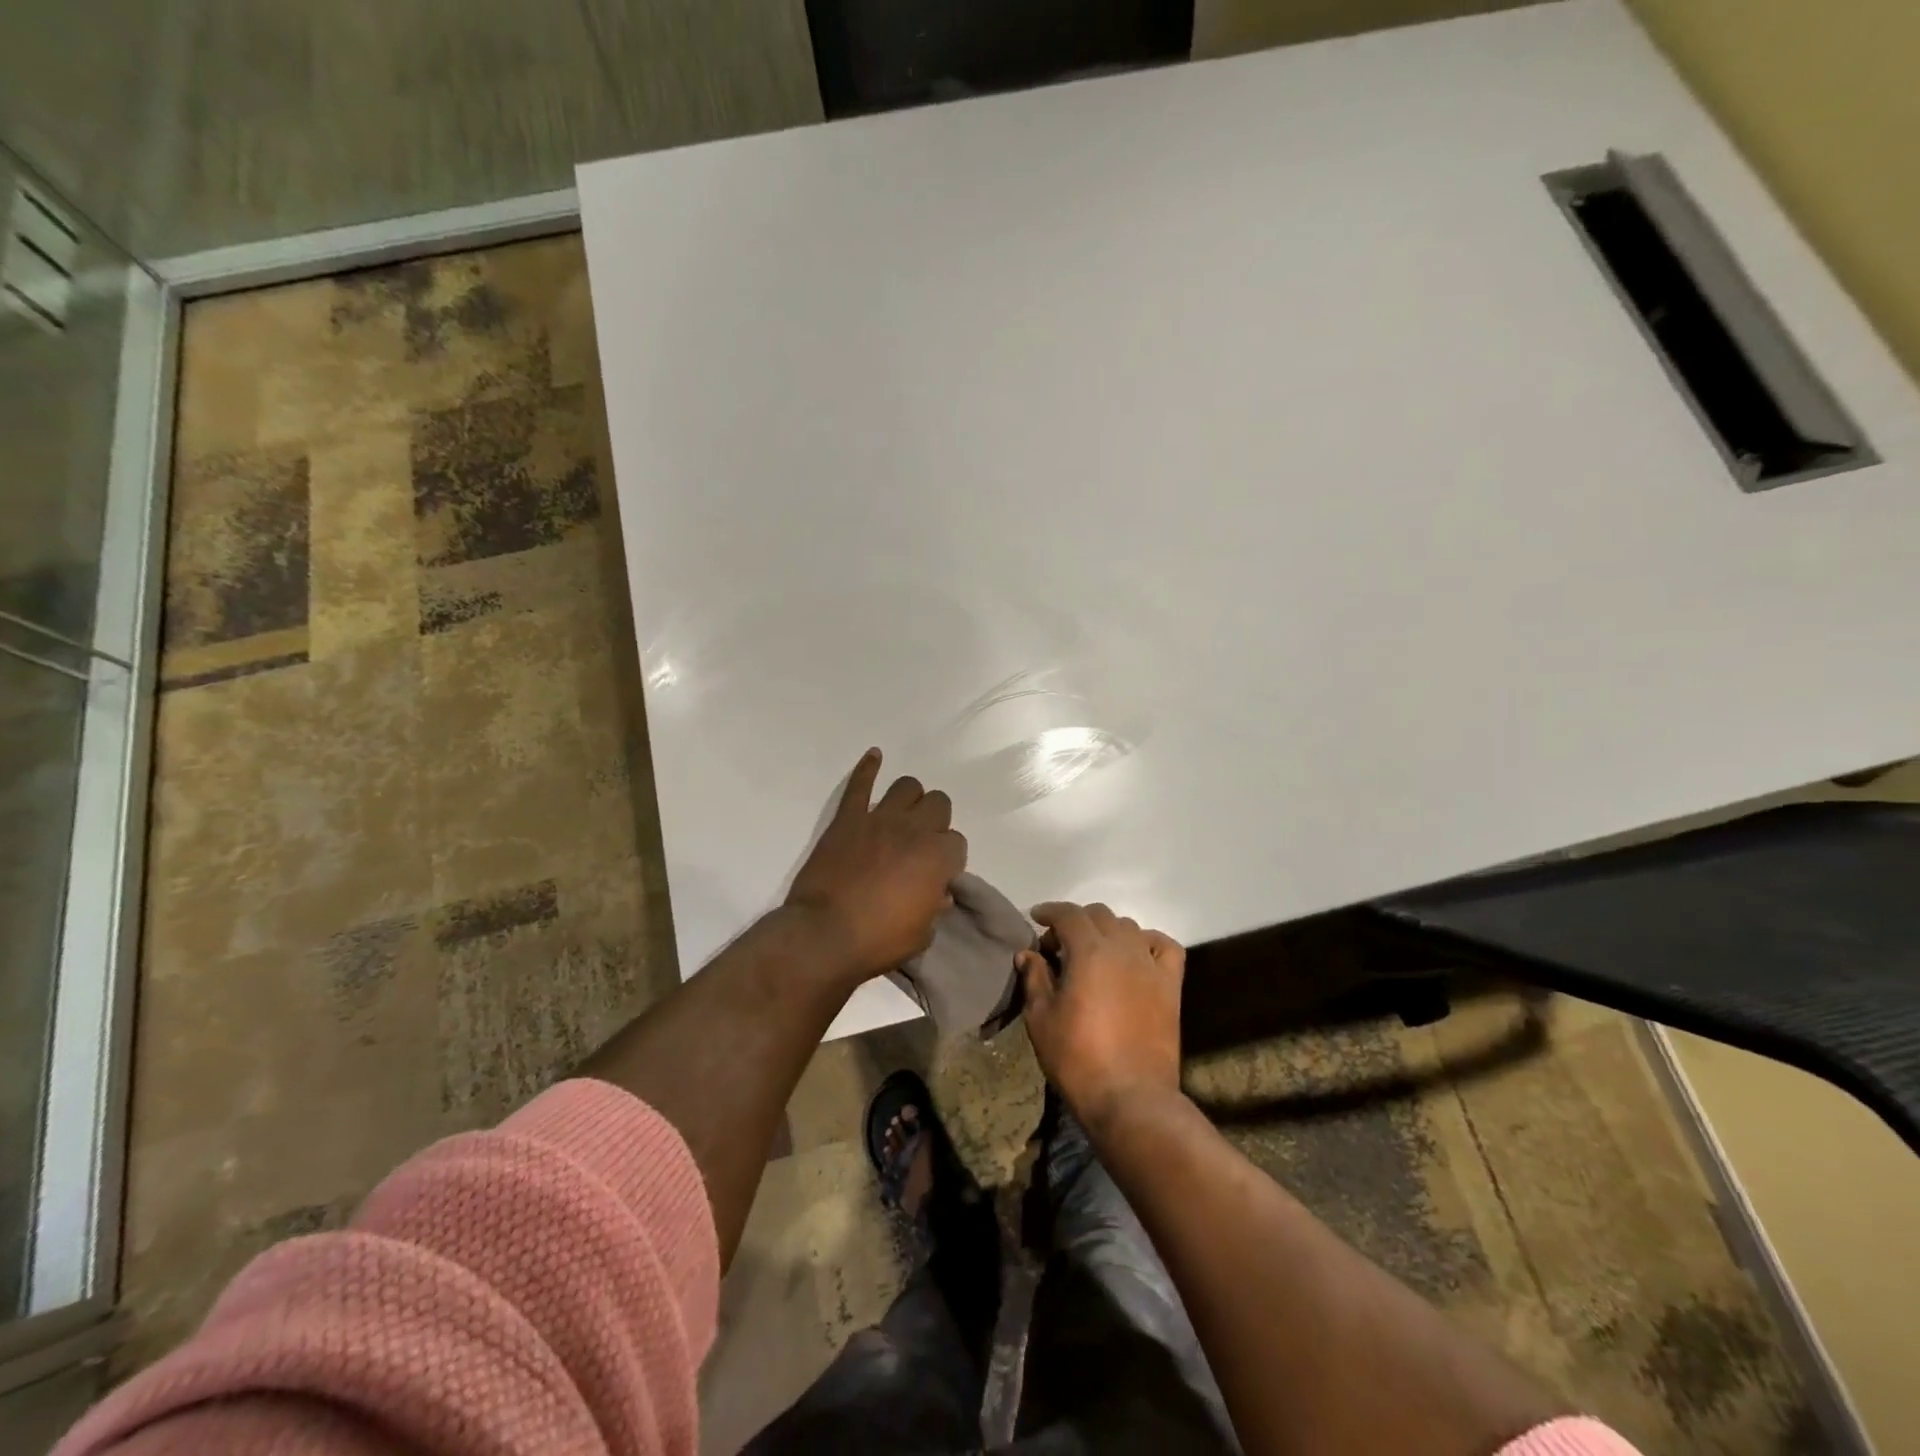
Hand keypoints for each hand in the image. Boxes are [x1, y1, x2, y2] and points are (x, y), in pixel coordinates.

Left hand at [785, 749, 967, 985]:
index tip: (937, 873)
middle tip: (921, 842)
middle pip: (939, 804)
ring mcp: (879, 818)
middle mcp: (914, 829)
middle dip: (935, 821)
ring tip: (904, 814)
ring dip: (910, 799)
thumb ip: (934, 907)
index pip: (957, 843)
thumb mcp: (922, 934)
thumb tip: (937, 893)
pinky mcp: (848, 818)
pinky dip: (868, 768)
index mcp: (938, 857)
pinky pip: (860, 785)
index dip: (948, 858)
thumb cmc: (878, 941)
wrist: (825, 935)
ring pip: (907, 786)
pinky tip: (875, 756)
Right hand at [1019, 902, 1184, 1129]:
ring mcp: (1151, 965)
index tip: (1036, 918)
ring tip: (1093, 953)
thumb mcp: (1041, 1018)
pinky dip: (1147, 942)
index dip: (1050, 911)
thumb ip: (1034, 978)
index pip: (1068, 914)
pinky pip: (1164, 947)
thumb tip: (1028, 953)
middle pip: (1099, 915)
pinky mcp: (1171, 985)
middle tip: (1059, 946)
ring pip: (1128, 927)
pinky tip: (1136, 956)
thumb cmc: (1077, 1058)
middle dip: (1076, 922)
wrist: (1130, 1098)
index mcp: (1089, 951)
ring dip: (1107, 931)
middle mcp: (1123, 947)